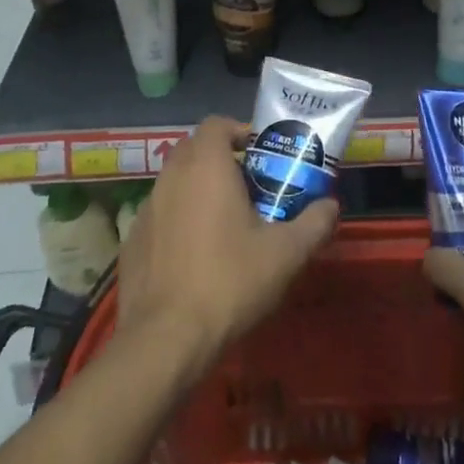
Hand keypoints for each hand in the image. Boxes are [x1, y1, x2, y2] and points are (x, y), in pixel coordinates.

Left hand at [116, 116, 337, 373]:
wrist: (166, 339)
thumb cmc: (230, 281)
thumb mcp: (286, 254)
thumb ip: (314, 223)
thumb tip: (331, 206)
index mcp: (205, 167)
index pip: (216, 124)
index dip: (239, 131)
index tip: (260, 153)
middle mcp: (171, 177)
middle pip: (194, 149)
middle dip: (220, 158)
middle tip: (249, 186)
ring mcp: (146, 209)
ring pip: (175, 182)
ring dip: (198, 188)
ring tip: (225, 221)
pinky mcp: (132, 241)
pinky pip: (160, 214)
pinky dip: (178, 219)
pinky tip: (195, 254)